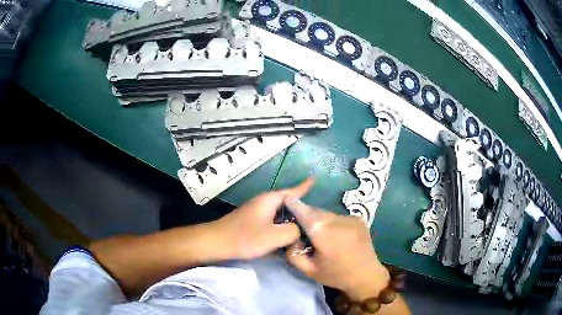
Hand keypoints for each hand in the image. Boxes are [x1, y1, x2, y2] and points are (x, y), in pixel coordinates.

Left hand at [213, 178, 313, 259]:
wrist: (217, 242)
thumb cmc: (245, 237)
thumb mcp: (274, 236)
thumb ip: (293, 231)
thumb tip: (298, 229)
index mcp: (270, 200)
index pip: (292, 191)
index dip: (304, 186)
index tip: (315, 179)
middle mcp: (264, 202)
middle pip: (288, 203)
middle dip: (302, 209)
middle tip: (316, 218)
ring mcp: (258, 212)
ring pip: (280, 214)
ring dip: (291, 220)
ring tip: (305, 228)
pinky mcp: (253, 222)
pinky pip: (273, 221)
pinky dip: (282, 226)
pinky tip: (287, 237)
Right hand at [285, 198, 389, 299]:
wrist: (366, 275)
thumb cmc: (336, 275)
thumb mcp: (308, 270)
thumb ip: (293, 253)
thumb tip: (291, 237)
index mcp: (322, 232)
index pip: (303, 211)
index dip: (294, 204)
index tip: (286, 198)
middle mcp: (337, 220)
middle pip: (315, 211)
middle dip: (306, 214)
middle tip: (300, 225)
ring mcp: (350, 218)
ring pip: (327, 214)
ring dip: (319, 219)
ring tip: (319, 233)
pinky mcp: (359, 219)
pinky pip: (338, 217)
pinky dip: (332, 222)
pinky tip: (335, 235)